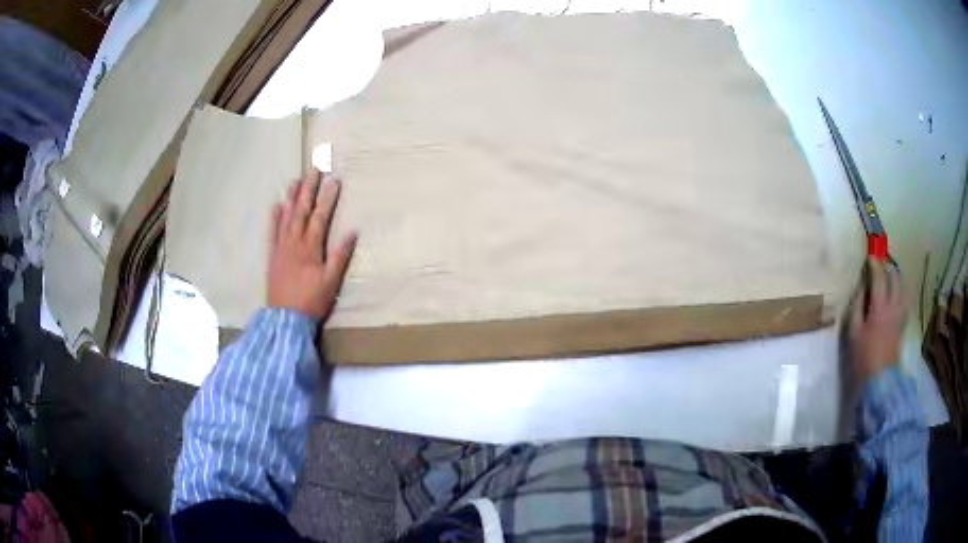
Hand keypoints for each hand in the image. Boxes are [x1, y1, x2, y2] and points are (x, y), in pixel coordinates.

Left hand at [267, 169, 356, 320]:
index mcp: (310, 247)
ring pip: (286, 217)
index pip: (320, 216)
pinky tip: (277, 205)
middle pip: (302, 210)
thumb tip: (352, 232)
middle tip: (314, 169)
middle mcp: (294, 242)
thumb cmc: (311, 301)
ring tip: (296, 180)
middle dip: (309, 189)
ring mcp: (281, 247)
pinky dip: (274, 218)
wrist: (284, 318)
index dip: (327, 198)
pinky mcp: (272, 255)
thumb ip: (340, 256)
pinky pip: (272, 232)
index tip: (334, 180)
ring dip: (292, 197)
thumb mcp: (331, 282)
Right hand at [848, 259, 906, 381]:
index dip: (874, 265)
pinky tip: (898, 293)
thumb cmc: (864, 357)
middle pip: (894, 279)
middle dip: (888, 267)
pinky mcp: (902, 325)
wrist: (881, 380)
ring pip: (902, 288)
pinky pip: (905, 301)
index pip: (879, 278)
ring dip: (897, 278)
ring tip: (891, 274)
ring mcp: (899, 316)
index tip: (870, 256)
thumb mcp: (854, 334)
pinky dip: (902, 292)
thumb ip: (857, 308)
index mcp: (879, 307)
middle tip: (881, 262)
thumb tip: (860, 290)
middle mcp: (893, 307)